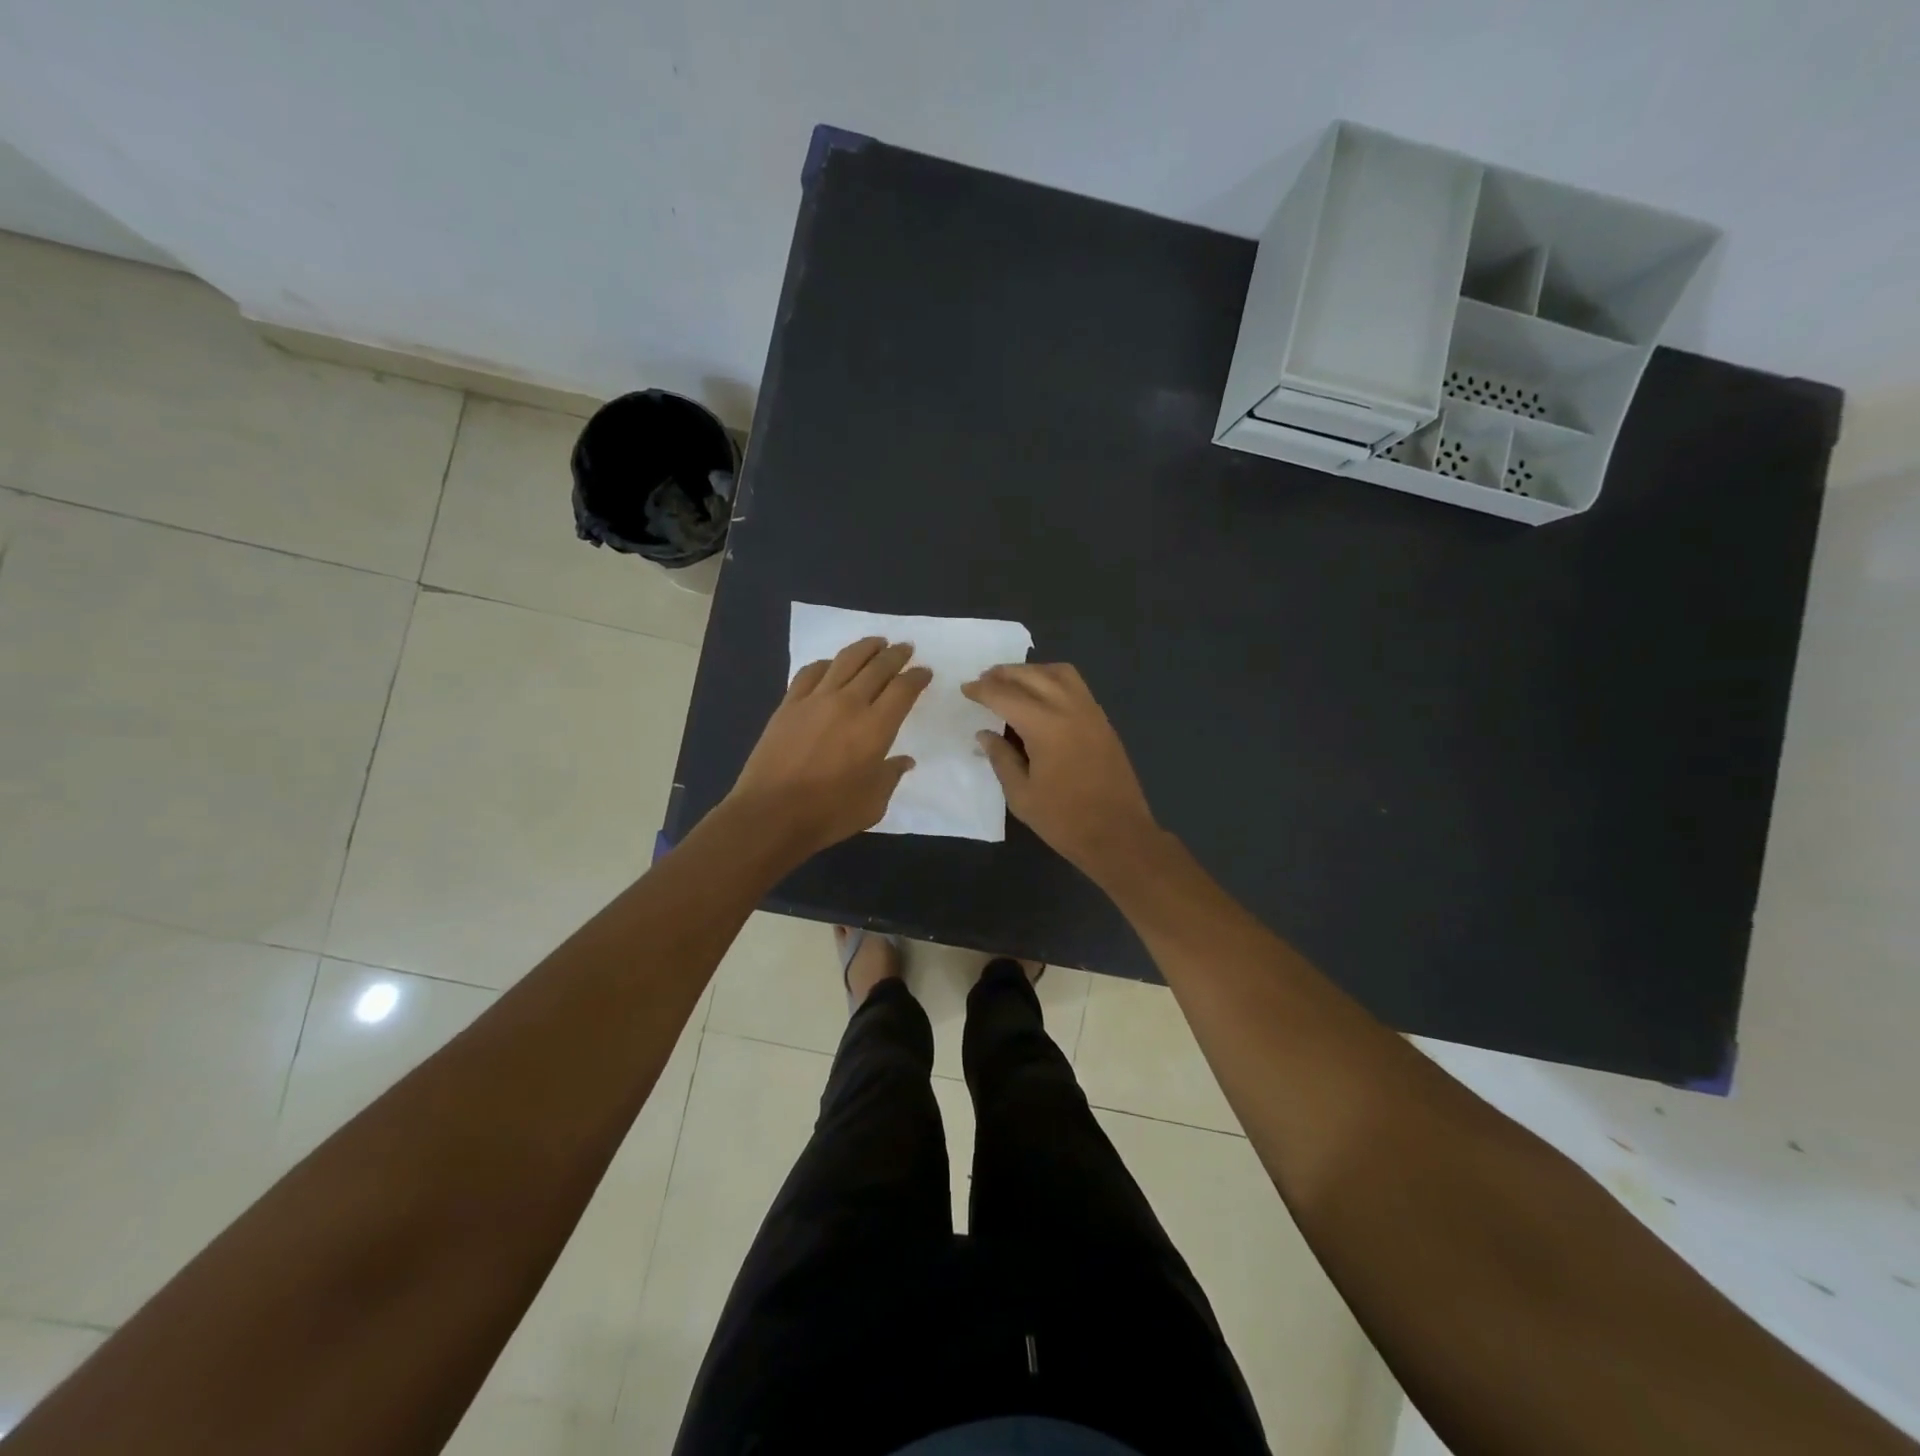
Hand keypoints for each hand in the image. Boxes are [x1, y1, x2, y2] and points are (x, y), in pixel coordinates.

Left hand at [728, 637, 931, 859]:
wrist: (771, 813)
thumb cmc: (829, 813)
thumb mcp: (874, 803)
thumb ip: (891, 776)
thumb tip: (903, 761)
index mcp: (876, 727)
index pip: (903, 690)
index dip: (917, 677)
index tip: (924, 671)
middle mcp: (849, 704)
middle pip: (877, 667)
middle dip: (896, 655)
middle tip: (906, 648)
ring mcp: (815, 700)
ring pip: (845, 660)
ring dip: (865, 648)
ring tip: (876, 642)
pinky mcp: (789, 704)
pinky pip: (811, 672)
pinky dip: (827, 663)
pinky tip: (831, 664)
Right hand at [961, 662, 1160, 880]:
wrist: (1119, 835)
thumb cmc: (1064, 820)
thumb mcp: (1021, 794)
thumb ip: (1001, 758)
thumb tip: (985, 734)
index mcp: (1045, 726)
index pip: (1005, 695)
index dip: (982, 690)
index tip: (965, 689)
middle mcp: (1069, 708)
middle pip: (1032, 675)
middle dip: (1004, 674)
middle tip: (984, 680)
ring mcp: (1091, 712)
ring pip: (1059, 673)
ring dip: (1032, 671)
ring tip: (1013, 683)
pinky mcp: (1103, 722)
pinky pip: (1076, 686)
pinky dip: (1053, 681)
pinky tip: (1041, 697)